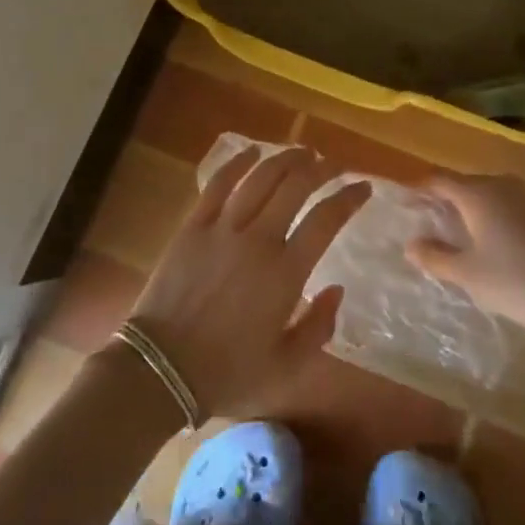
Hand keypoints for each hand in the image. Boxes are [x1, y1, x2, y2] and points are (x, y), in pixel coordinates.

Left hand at [128, 146, 369, 419]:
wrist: (160, 371)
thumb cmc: (227, 373)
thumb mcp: (286, 369)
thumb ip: (319, 328)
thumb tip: (337, 289)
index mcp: (285, 274)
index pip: (326, 220)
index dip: (348, 198)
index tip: (363, 187)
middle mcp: (258, 240)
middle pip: (295, 186)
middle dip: (321, 169)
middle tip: (334, 165)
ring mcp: (222, 227)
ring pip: (260, 177)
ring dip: (285, 159)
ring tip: (303, 152)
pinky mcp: (193, 225)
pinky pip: (217, 183)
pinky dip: (237, 162)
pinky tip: (252, 151)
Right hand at [405, 172, 524, 344]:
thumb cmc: (518, 283)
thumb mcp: (469, 275)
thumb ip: (435, 257)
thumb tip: (411, 243)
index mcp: (478, 193)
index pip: (439, 180)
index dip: (418, 190)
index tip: (403, 204)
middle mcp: (502, 185)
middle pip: (464, 185)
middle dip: (444, 200)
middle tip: (427, 223)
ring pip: (488, 196)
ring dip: (469, 210)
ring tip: (457, 235)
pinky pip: (508, 207)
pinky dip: (492, 218)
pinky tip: (494, 245)